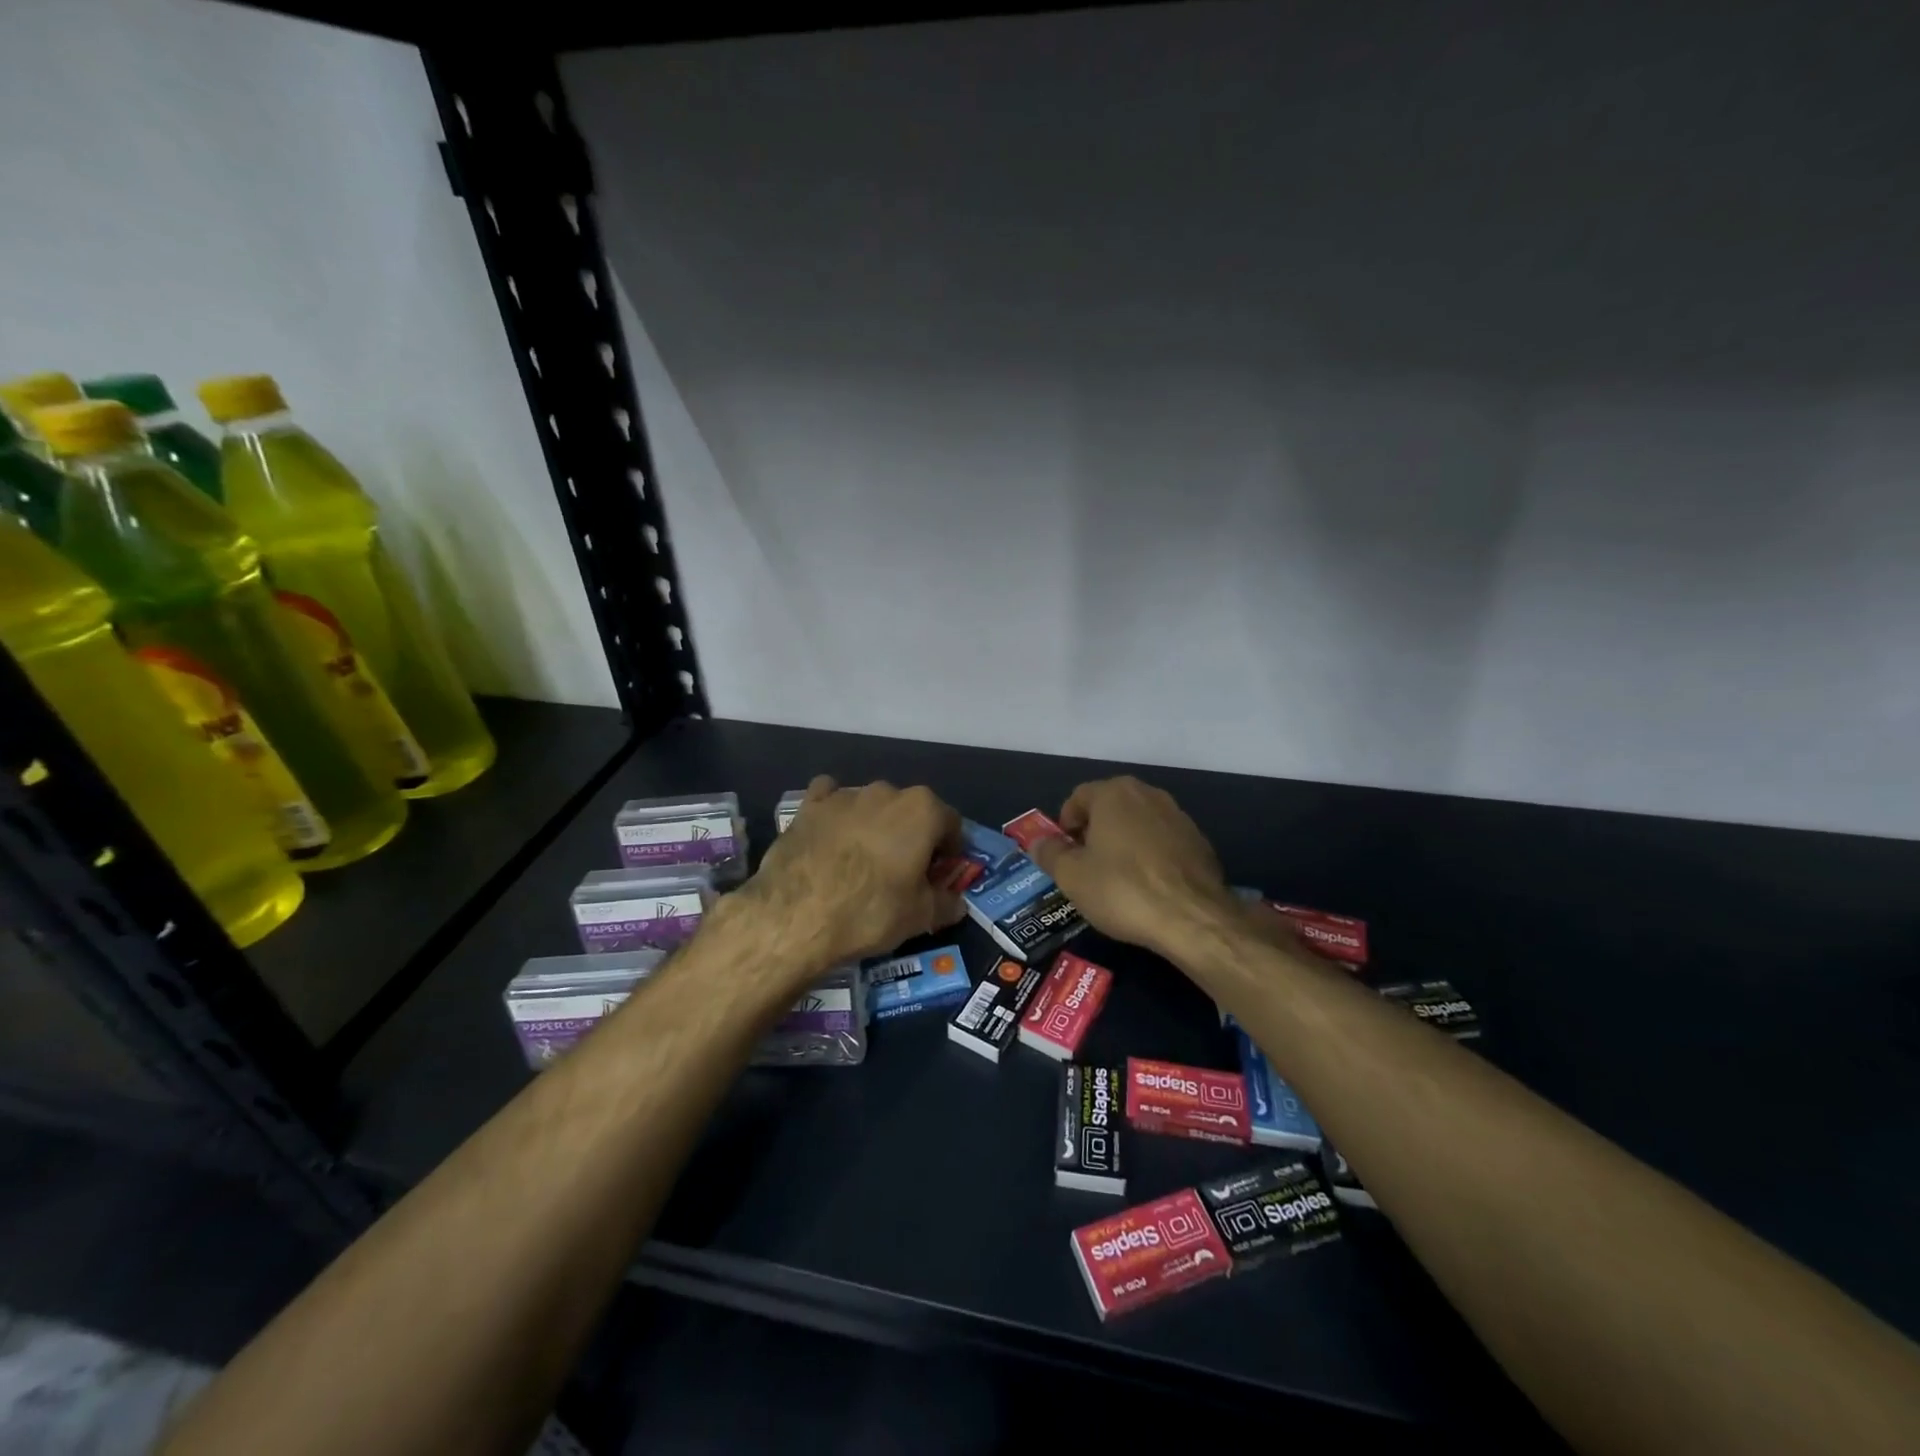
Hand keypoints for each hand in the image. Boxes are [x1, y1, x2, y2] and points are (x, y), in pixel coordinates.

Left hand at [745, 775, 964, 969]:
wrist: (795, 915)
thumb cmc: (870, 911)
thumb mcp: (919, 917)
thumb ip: (946, 903)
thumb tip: (957, 903)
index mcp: (922, 810)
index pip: (951, 823)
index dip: (950, 850)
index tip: (939, 874)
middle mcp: (886, 791)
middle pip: (910, 811)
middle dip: (912, 836)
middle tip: (904, 871)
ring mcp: (844, 794)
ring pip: (871, 805)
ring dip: (875, 825)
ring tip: (862, 861)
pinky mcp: (809, 805)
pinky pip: (829, 799)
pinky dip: (835, 813)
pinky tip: (830, 836)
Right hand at [1028, 776, 1244, 960]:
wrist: (1193, 918)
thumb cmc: (1122, 889)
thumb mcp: (1071, 876)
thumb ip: (1050, 853)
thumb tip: (1037, 842)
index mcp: (1114, 793)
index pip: (1078, 796)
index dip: (1065, 823)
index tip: (1062, 852)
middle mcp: (1148, 794)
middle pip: (1110, 807)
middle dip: (1093, 831)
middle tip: (1084, 865)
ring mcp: (1179, 816)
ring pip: (1138, 824)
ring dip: (1122, 843)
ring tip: (1115, 878)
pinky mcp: (1200, 842)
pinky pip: (1162, 843)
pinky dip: (1149, 857)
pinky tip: (1146, 887)